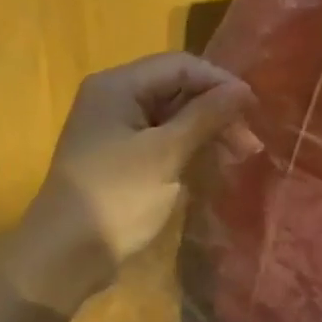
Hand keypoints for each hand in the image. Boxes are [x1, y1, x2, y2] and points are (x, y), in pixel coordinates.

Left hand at [7, 53, 253, 313]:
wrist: (66, 255)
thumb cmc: (117, 198)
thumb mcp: (165, 155)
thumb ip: (205, 117)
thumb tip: (242, 90)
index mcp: (118, 86)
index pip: (179, 66)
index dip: (219, 82)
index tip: (255, 109)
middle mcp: (114, 100)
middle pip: (176, 90)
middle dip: (216, 111)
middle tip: (251, 143)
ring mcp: (116, 133)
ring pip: (172, 119)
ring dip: (207, 133)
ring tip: (240, 156)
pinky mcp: (121, 162)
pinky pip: (162, 144)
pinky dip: (189, 151)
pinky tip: (213, 166)